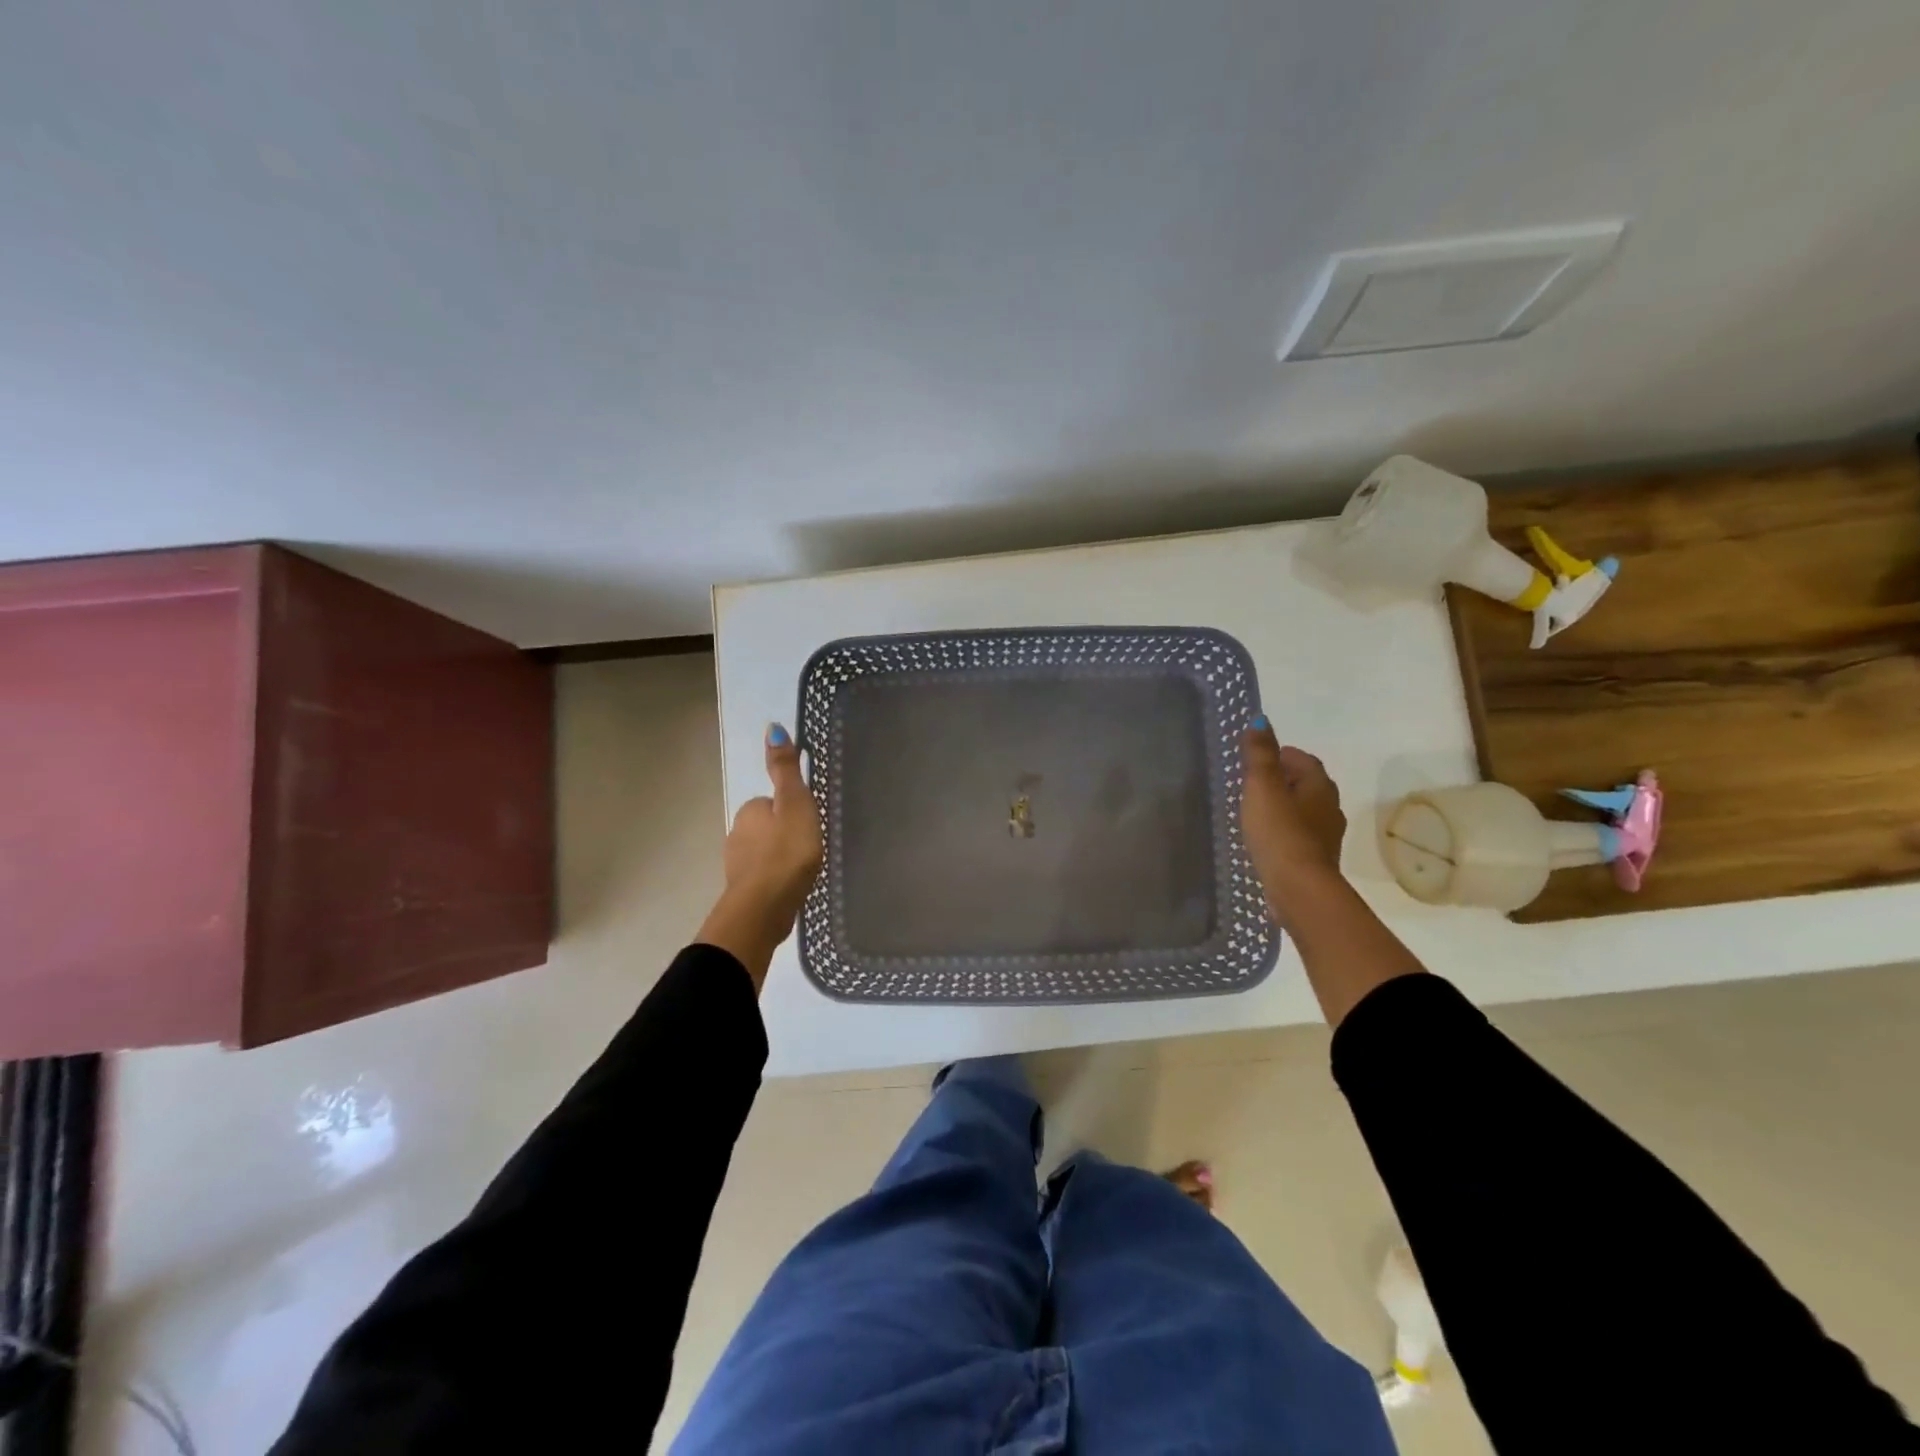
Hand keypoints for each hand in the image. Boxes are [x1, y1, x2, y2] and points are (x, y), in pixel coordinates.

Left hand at [722, 723, 823, 929]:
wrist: (764, 909)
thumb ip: (786, 770)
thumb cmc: (786, 852)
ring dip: (781, 858)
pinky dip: (777, 879)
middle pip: (769, 827)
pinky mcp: (744, 891)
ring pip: (765, 853)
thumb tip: (772, 727)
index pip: (774, 802)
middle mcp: (737, 834)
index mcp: (750, 810)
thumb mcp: (795, 803)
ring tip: (805, 870)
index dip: (794, 810)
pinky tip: (792, 888)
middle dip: (786, 835)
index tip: (810, 824)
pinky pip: (764, 877)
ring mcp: (738, 865)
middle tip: (811, 848)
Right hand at [1241, 718, 1346, 919]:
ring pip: (1303, 811)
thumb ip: (1260, 754)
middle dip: (1282, 780)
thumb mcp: (1263, 787)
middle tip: (1251, 784)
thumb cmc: (1280, 832)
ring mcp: (1325, 836)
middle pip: (1306, 784)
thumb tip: (1260, 719)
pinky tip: (1265, 839)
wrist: (1299, 889)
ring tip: (1254, 811)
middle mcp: (1329, 807)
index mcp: (1320, 785)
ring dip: (1283, 807)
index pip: (1303, 760)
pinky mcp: (1315, 860)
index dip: (1281, 756)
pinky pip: (1298, 835)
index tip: (1256, 760)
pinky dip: (1284, 831)